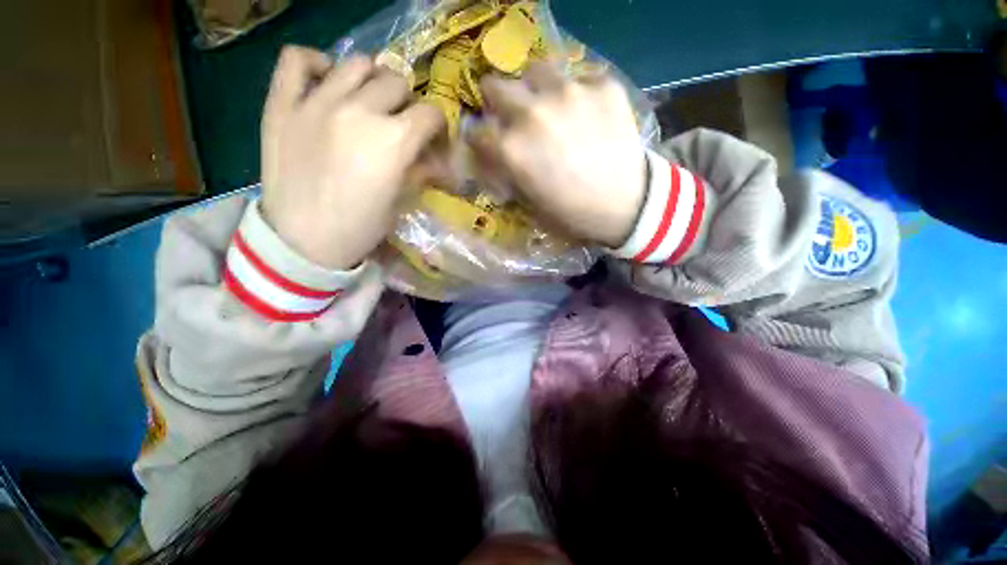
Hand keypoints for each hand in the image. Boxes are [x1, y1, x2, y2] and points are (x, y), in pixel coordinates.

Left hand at [260, 46, 444, 269]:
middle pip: (397, 82)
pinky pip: (297, 60)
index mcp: (393, 142)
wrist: (303, 243)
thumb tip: (436, 160)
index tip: (434, 142)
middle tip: (402, 126)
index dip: (439, 127)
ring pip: (357, 64)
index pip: (430, 114)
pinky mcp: (282, 104)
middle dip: (408, 105)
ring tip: (369, 103)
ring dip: (372, 81)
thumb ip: (420, 172)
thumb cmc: (360, 229)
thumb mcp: (401, 203)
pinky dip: (316, 63)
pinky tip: (327, 81)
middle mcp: (358, 111)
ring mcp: (316, 102)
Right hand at [474, 63, 646, 247]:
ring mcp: (569, 92)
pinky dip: (577, 94)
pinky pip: (580, 79)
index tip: (489, 145)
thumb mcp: (530, 206)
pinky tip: (587, 114)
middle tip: (510, 116)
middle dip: (497, 103)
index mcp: (512, 148)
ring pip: (535, 70)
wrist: (628, 206)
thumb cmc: (573, 214)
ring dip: (534, 88)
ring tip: (548, 105)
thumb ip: (509, 177)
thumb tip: (499, 160)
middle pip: (495, 87)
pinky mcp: (602, 86)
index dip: (481, 140)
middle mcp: (533, 112)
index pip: (477, 132)